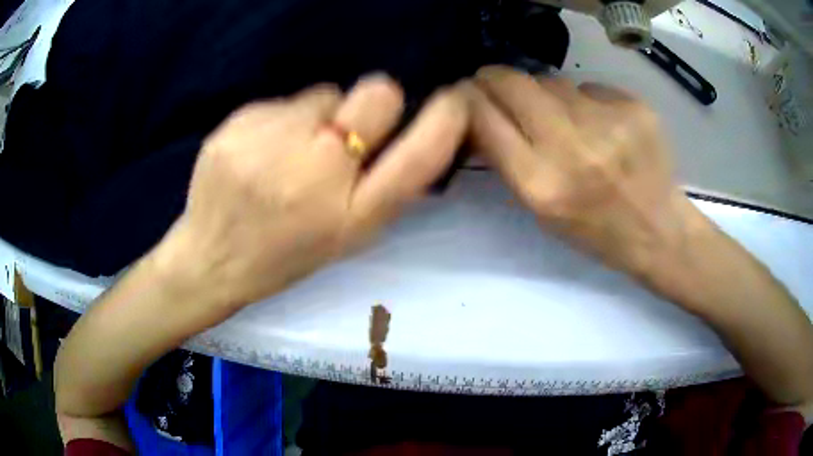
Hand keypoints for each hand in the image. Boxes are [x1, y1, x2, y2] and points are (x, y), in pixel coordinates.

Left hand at [155, 75, 467, 313]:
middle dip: (374, 101)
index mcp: (351, 214)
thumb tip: (403, 132)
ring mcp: (272, 140)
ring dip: (317, 115)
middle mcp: (317, 171)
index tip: (454, 100)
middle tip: (342, 130)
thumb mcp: (344, 237)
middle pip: (377, 94)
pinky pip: (281, 100)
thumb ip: (380, 187)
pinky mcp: (237, 123)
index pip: (419, 157)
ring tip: (286, 153)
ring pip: (324, 91)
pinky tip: (257, 152)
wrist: (210, 258)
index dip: (445, 122)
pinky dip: (279, 120)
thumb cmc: (283, 255)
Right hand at [466, 66, 699, 275]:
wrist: (657, 229)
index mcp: (540, 183)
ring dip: (545, 93)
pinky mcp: (633, 107)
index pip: (483, 117)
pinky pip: (590, 88)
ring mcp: (606, 121)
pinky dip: (586, 101)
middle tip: (498, 83)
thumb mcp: (539, 209)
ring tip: (565, 119)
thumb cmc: (594, 229)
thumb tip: (483, 109)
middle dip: (495, 78)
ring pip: (552, 81)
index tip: (466, 93)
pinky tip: (602, 125)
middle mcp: (570, 147)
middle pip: (513, 83)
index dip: (467, 98)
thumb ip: (508, 158)